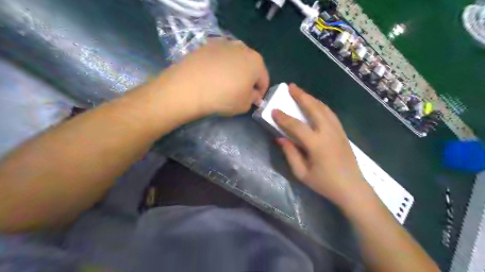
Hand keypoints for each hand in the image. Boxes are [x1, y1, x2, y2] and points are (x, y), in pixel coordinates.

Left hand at [157, 37, 271, 115]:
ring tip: (225, 83)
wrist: (189, 87)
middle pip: (251, 66)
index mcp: (256, 62)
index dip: (260, 92)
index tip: (254, 101)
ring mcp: (224, 43)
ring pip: (236, 59)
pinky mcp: (208, 44)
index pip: (264, 79)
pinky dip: (220, 65)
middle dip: (249, 79)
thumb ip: (253, 99)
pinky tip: (212, 75)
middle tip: (240, 92)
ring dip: (235, 70)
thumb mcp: (244, 105)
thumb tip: (253, 94)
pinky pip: (220, 56)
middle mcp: (243, 48)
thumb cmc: (223, 97)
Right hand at [272, 84, 371, 206]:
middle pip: (314, 109)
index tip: (274, 110)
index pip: (297, 126)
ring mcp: (337, 131)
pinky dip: (321, 106)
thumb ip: (290, 154)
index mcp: (317, 144)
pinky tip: (315, 104)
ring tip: (301, 92)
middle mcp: (328, 133)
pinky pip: (330, 114)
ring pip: (324, 108)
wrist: (352, 188)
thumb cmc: (325, 183)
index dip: (283, 118)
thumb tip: (280, 138)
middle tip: (290, 86)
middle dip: (301, 96)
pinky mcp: (342, 132)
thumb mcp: (302, 173)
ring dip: (311, 98)